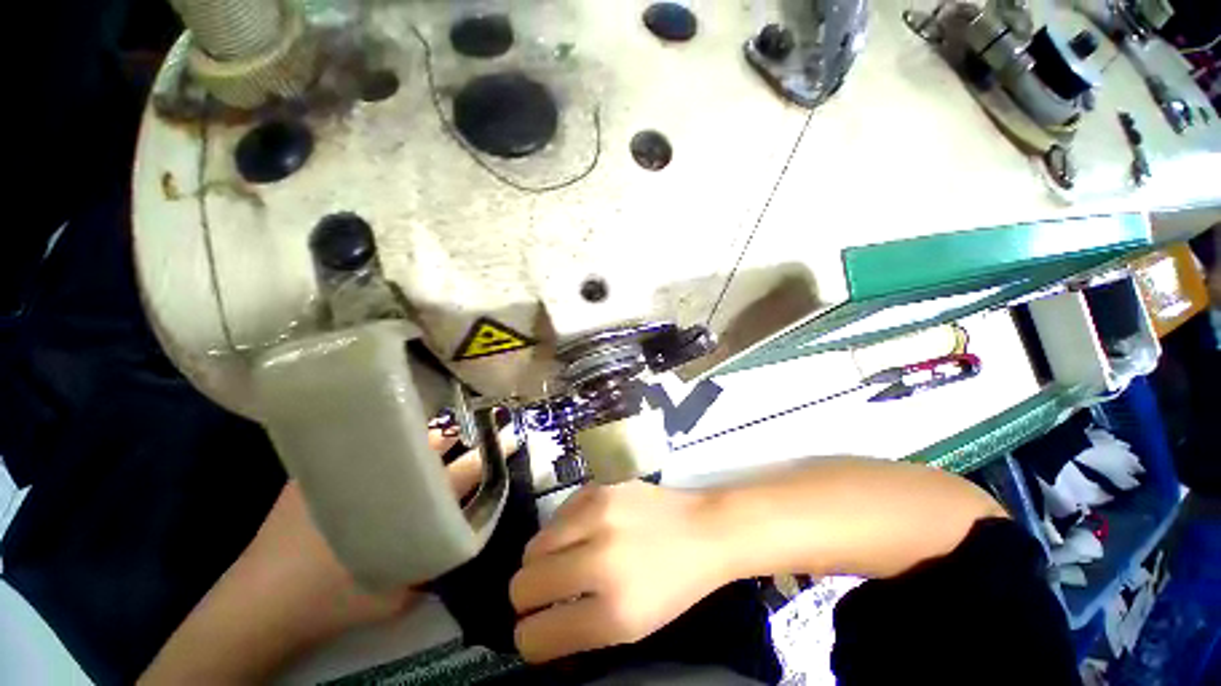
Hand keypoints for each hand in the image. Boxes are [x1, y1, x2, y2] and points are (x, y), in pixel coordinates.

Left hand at [236, 424, 515, 632]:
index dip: (494, 452)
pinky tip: (389, 434)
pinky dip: (383, 434)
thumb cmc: (333, 602)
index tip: (513, 435)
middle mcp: (381, 475)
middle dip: (462, 432)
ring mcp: (345, 465)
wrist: (257, 605)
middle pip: (435, 441)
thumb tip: (461, 537)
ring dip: (426, 431)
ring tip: (440, 429)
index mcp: (406, 506)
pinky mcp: (314, 467)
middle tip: (477, 425)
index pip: (466, 470)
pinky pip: (362, 436)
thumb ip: (435, 564)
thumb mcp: (397, 595)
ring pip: (401, 434)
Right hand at [509, 482, 726, 662]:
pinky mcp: (598, 487)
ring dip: (541, 562)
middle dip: (527, 599)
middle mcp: (599, 558)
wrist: (702, 528)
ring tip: (565, 561)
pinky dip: (560, 532)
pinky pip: (555, 516)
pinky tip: (581, 533)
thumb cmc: (673, 585)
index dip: (530, 638)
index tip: (536, 631)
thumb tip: (536, 631)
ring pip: (532, 547)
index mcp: (613, 611)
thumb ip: (578, 632)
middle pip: (522, 586)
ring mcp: (597, 514)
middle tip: (546, 595)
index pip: (536, 636)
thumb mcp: (632, 628)